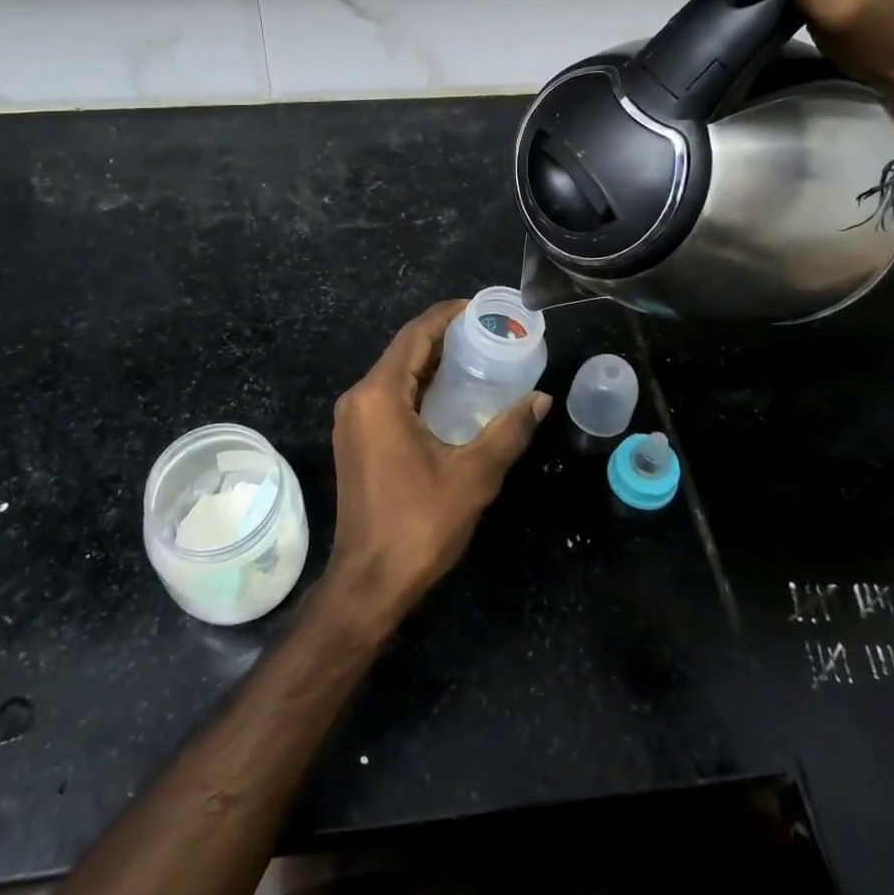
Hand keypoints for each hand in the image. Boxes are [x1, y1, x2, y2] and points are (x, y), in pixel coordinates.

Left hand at [323, 301, 549, 633]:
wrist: (368, 583)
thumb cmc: (419, 524)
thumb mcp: (474, 475)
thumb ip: (509, 431)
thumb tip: (540, 399)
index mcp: (379, 395)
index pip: (415, 335)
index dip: (448, 315)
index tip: (483, 310)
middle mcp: (359, 398)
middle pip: (404, 351)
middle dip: (445, 338)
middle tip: (489, 336)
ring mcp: (353, 420)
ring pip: (396, 374)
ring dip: (433, 364)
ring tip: (478, 360)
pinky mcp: (356, 440)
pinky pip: (389, 397)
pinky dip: (420, 388)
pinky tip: (452, 398)